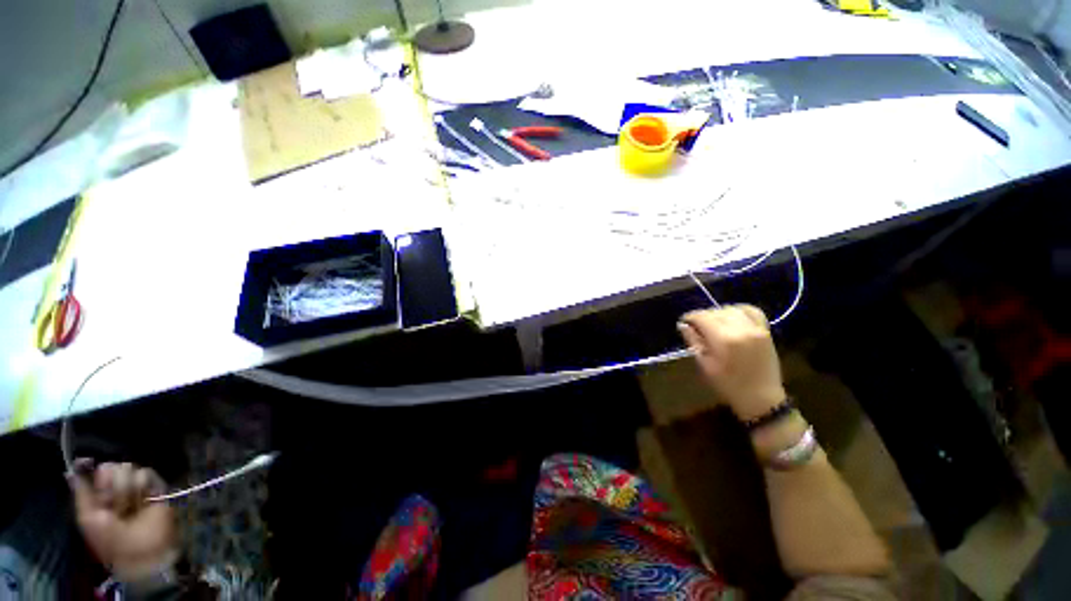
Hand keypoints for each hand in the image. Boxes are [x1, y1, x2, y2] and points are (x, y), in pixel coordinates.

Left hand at [69, 460, 178, 583]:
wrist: (143, 549)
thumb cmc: (111, 539)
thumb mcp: (88, 519)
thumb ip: (81, 493)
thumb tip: (71, 469)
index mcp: (97, 495)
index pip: (92, 470)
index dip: (91, 471)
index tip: (90, 473)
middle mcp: (115, 488)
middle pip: (110, 466)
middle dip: (111, 485)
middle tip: (114, 503)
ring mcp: (136, 487)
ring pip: (128, 468)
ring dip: (127, 488)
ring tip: (131, 505)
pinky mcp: (155, 486)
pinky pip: (146, 473)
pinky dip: (143, 485)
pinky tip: (144, 498)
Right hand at [678, 305, 785, 420]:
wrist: (761, 397)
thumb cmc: (728, 384)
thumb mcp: (704, 365)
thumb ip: (693, 341)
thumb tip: (683, 325)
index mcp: (723, 339)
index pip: (702, 317)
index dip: (690, 317)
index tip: (684, 322)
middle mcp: (740, 329)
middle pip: (715, 311)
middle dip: (703, 316)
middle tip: (696, 326)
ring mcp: (755, 329)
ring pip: (732, 309)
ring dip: (719, 313)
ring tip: (714, 323)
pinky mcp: (765, 331)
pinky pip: (751, 311)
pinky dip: (739, 310)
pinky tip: (732, 317)